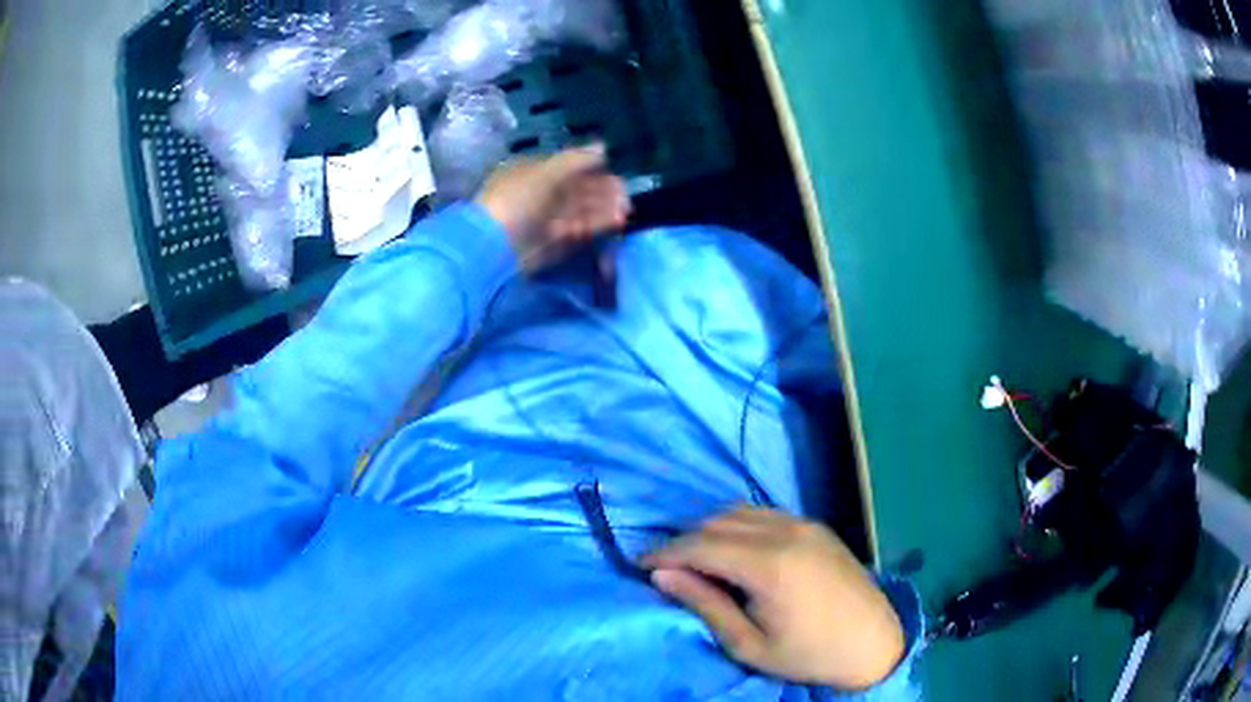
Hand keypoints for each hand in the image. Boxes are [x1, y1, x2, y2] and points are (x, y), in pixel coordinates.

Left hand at [476, 144, 630, 272]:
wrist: (495, 246)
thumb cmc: (518, 199)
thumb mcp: (547, 172)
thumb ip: (576, 159)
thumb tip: (603, 146)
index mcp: (534, 172)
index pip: (567, 167)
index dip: (591, 167)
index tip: (613, 168)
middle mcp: (541, 194)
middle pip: (577, 189)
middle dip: (602, 190)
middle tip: (626, 194)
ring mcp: (547, 220)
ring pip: (581, 210)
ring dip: (604, 208)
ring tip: (626, 209)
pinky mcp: (554, 242)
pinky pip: (579, 229)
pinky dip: (597, 224)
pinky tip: (616, 221)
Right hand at [642, 507, 904, 689]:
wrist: (873, 643)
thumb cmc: (808, 654)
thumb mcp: (749, 644)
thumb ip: (705, 604)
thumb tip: (661, 576)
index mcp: (769, 564)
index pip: (700, 545)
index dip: (664, 553)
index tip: (638, 566)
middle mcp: (786, 531)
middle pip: (716, 522)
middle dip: (684, 541)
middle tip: (664, 569)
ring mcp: (804, 524)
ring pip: (739, 511)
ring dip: (709, 529)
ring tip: (694, 559)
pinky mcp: (816, 526)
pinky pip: (763, 513)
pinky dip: (737, 524)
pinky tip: (732, 549)